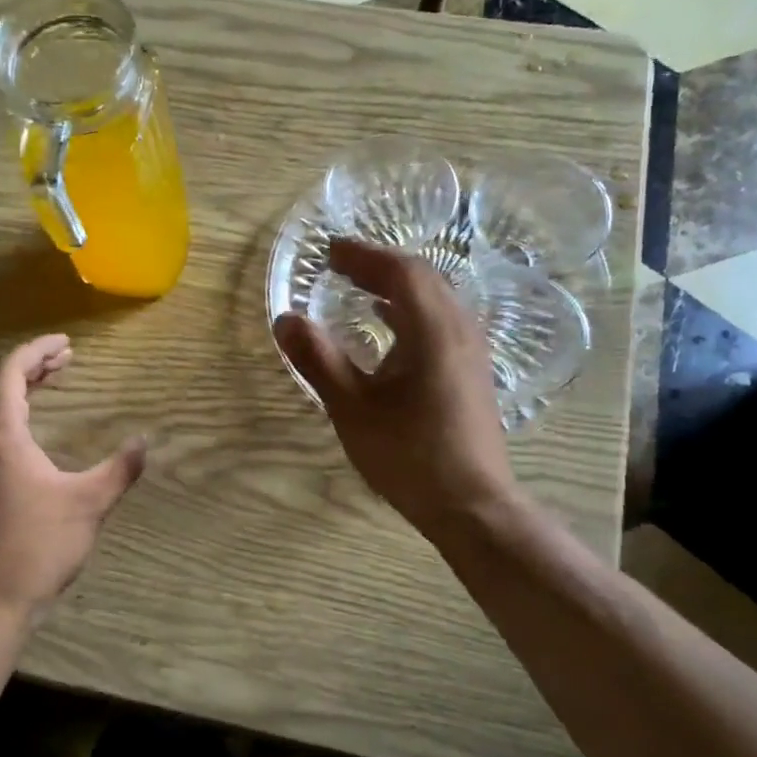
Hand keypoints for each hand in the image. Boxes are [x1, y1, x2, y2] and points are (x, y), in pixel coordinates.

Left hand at [0, 334, 146, 624]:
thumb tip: (145, 442)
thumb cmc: (36, 546)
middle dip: (29, 365)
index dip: (37, 351)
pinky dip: (9, 413)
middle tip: (66, 360)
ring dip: (17, 388)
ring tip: (53, 383)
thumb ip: (119, 469)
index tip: (68, 344)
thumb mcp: (88, 504)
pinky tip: (32, 429)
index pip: (8, 371)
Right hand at [274, 240, 516, 536]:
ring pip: (435, 298)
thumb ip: (319, 360)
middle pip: (423, 278)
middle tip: (340, 264)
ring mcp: (471, 350)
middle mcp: (460, 329)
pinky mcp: (471, 371)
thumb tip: (286, 320)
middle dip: (379, 265)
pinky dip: (410, 310)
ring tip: (360, 287)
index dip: (363, 256)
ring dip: (397, 286)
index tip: (329, 251)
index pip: (400, 272)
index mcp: (433, 330)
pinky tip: (389, 328)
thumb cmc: (409, 455)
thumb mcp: (352, 409)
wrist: (471, 504)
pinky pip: (440, 321)